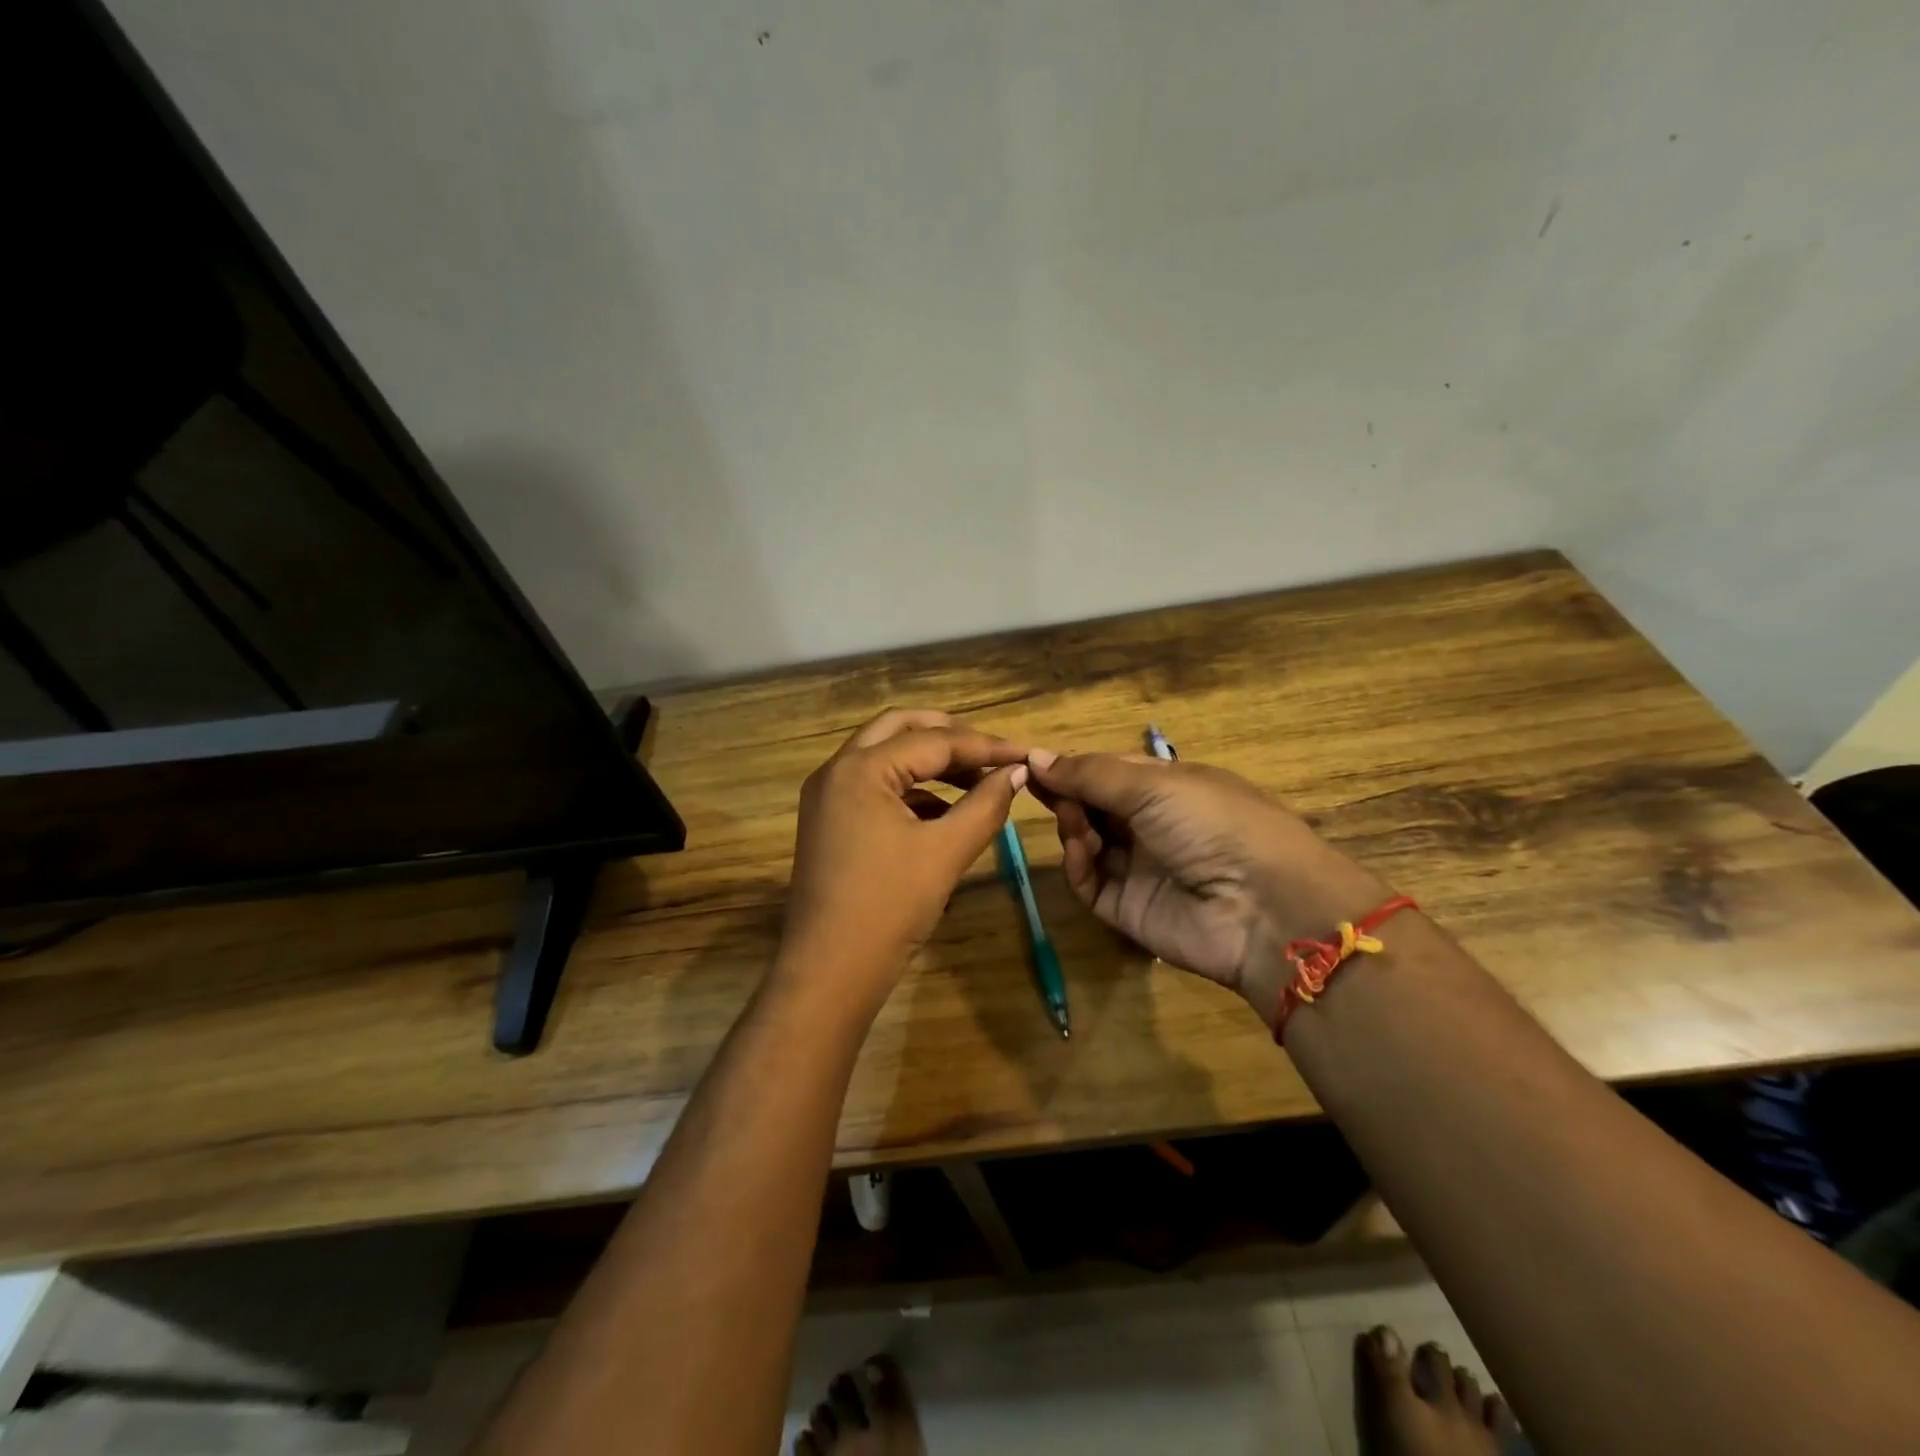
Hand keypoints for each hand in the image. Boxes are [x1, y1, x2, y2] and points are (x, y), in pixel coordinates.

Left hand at [779, 709, 1029, 1008]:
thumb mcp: (945, 853)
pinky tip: (944, 812)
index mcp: (860, 769)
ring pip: (885, 756)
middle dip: (949, 735)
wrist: (829, 972)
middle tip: (992, 752)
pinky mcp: (829, 822)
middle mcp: (836, 770)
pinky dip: (911, 789)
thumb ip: (986, 805)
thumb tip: (1016, 772)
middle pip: (899, 728)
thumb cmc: (888, 907)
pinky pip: (874, 787)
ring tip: (976, 781)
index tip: (1025, 753)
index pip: (934, 741)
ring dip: (929, 762)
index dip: (985, 746)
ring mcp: (827, 796)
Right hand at [1027, 749, 1390, 1024]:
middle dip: (1066, 793)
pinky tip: (1081, 848)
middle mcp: (1152, 825)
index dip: (1072, 765)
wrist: (1262, 906)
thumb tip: (1035, 756)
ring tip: (1071, 817)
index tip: (1030, 759)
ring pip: (1086, 841)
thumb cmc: (1212, 822)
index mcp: (1168, 787)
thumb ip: (1090, 773)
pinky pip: (1088, 881)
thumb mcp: (1153, 784)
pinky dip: (1078, 862)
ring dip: (1072, 824)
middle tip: (1036, 784)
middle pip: (1093, 805)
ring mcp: (1139, 868)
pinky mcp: (1127, 908)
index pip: (1108, 771)